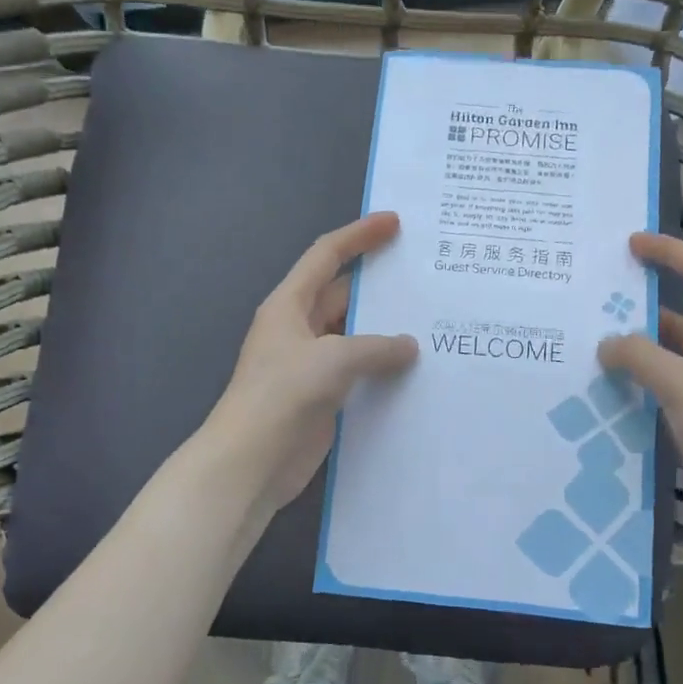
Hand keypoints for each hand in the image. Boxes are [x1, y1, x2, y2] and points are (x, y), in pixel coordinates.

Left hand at [206, 212, 419, 516]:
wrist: (251, 461)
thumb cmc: (284, 395)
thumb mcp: (333, 359)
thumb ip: (376, 347)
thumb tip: (410, 346)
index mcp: (289, 305)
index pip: (326, 256)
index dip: (359, 235)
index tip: (394, 222)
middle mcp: (299, 329)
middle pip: (343, 295)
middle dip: (379, 286)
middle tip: (425, 277)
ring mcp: (310, 364)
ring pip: (354, 336)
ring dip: (385, 331)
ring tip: (431, 323)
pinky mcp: (323, 396)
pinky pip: (358, 372)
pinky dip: (383, 368)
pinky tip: (416, 370)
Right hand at [597, 233, 682, 570]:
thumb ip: (643, 358)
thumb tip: (607, 344)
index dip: (672, 253)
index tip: (632, 243)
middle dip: (646, 302)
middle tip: (599, 295)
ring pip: (672, 352)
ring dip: (639, 345)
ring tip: (592, 337)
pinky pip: (666, 385)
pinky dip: (640, 378)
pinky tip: (608, 381)